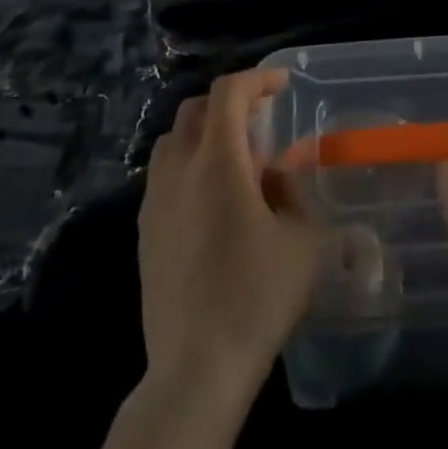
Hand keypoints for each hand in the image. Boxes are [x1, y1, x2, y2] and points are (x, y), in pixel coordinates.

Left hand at [138, 69, 324, 396]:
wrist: (196, 369)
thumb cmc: (256, 297)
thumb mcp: (302, 241)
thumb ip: (296, 196)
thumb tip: (278, 179)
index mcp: (217, 163)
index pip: (228, 93)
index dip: (257, 79)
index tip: (282, 85)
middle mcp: (178, 171)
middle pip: (195, 110)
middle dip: (230, 102)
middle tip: (262, 118)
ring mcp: (154, 202)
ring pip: (173, 141)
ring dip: (205, 132)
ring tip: (237, 156)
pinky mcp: (145, 232)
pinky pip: (163, 175)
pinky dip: (189, 165)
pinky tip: (213, 199)